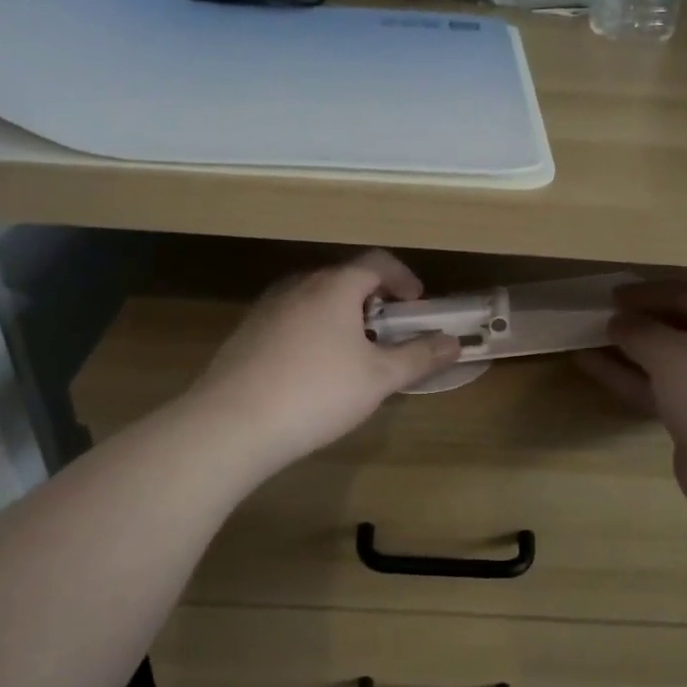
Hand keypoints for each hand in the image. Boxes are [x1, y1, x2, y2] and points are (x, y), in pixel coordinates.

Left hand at [188, 251, 460, 477]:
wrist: (233, 423)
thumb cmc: (318, 392)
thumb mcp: (379, 378)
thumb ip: (419, 357)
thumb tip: (454, 342)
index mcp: (334, 287)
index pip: (376, 263)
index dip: (403, 278)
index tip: (418, 303)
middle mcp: (298, 286)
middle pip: (344, 278)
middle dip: (372, 298)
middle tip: (389, 329)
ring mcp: (267, 308)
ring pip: (314, 299)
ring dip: (341, 315)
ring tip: (353, 351)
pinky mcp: (246, 333)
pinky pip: (290, 319)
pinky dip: (312, 330)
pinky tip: (312, 370)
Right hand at [578, 278, 686, 529]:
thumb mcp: (673, 355)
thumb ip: (639, 331)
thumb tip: (618, 321)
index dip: (653, 291)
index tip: (614, 294)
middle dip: (643, 321)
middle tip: (604, 316)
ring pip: (674, 360)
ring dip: (633, 351)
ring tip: (590, 340)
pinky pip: (669, 390)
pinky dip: (635, 379)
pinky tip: (595, 368)